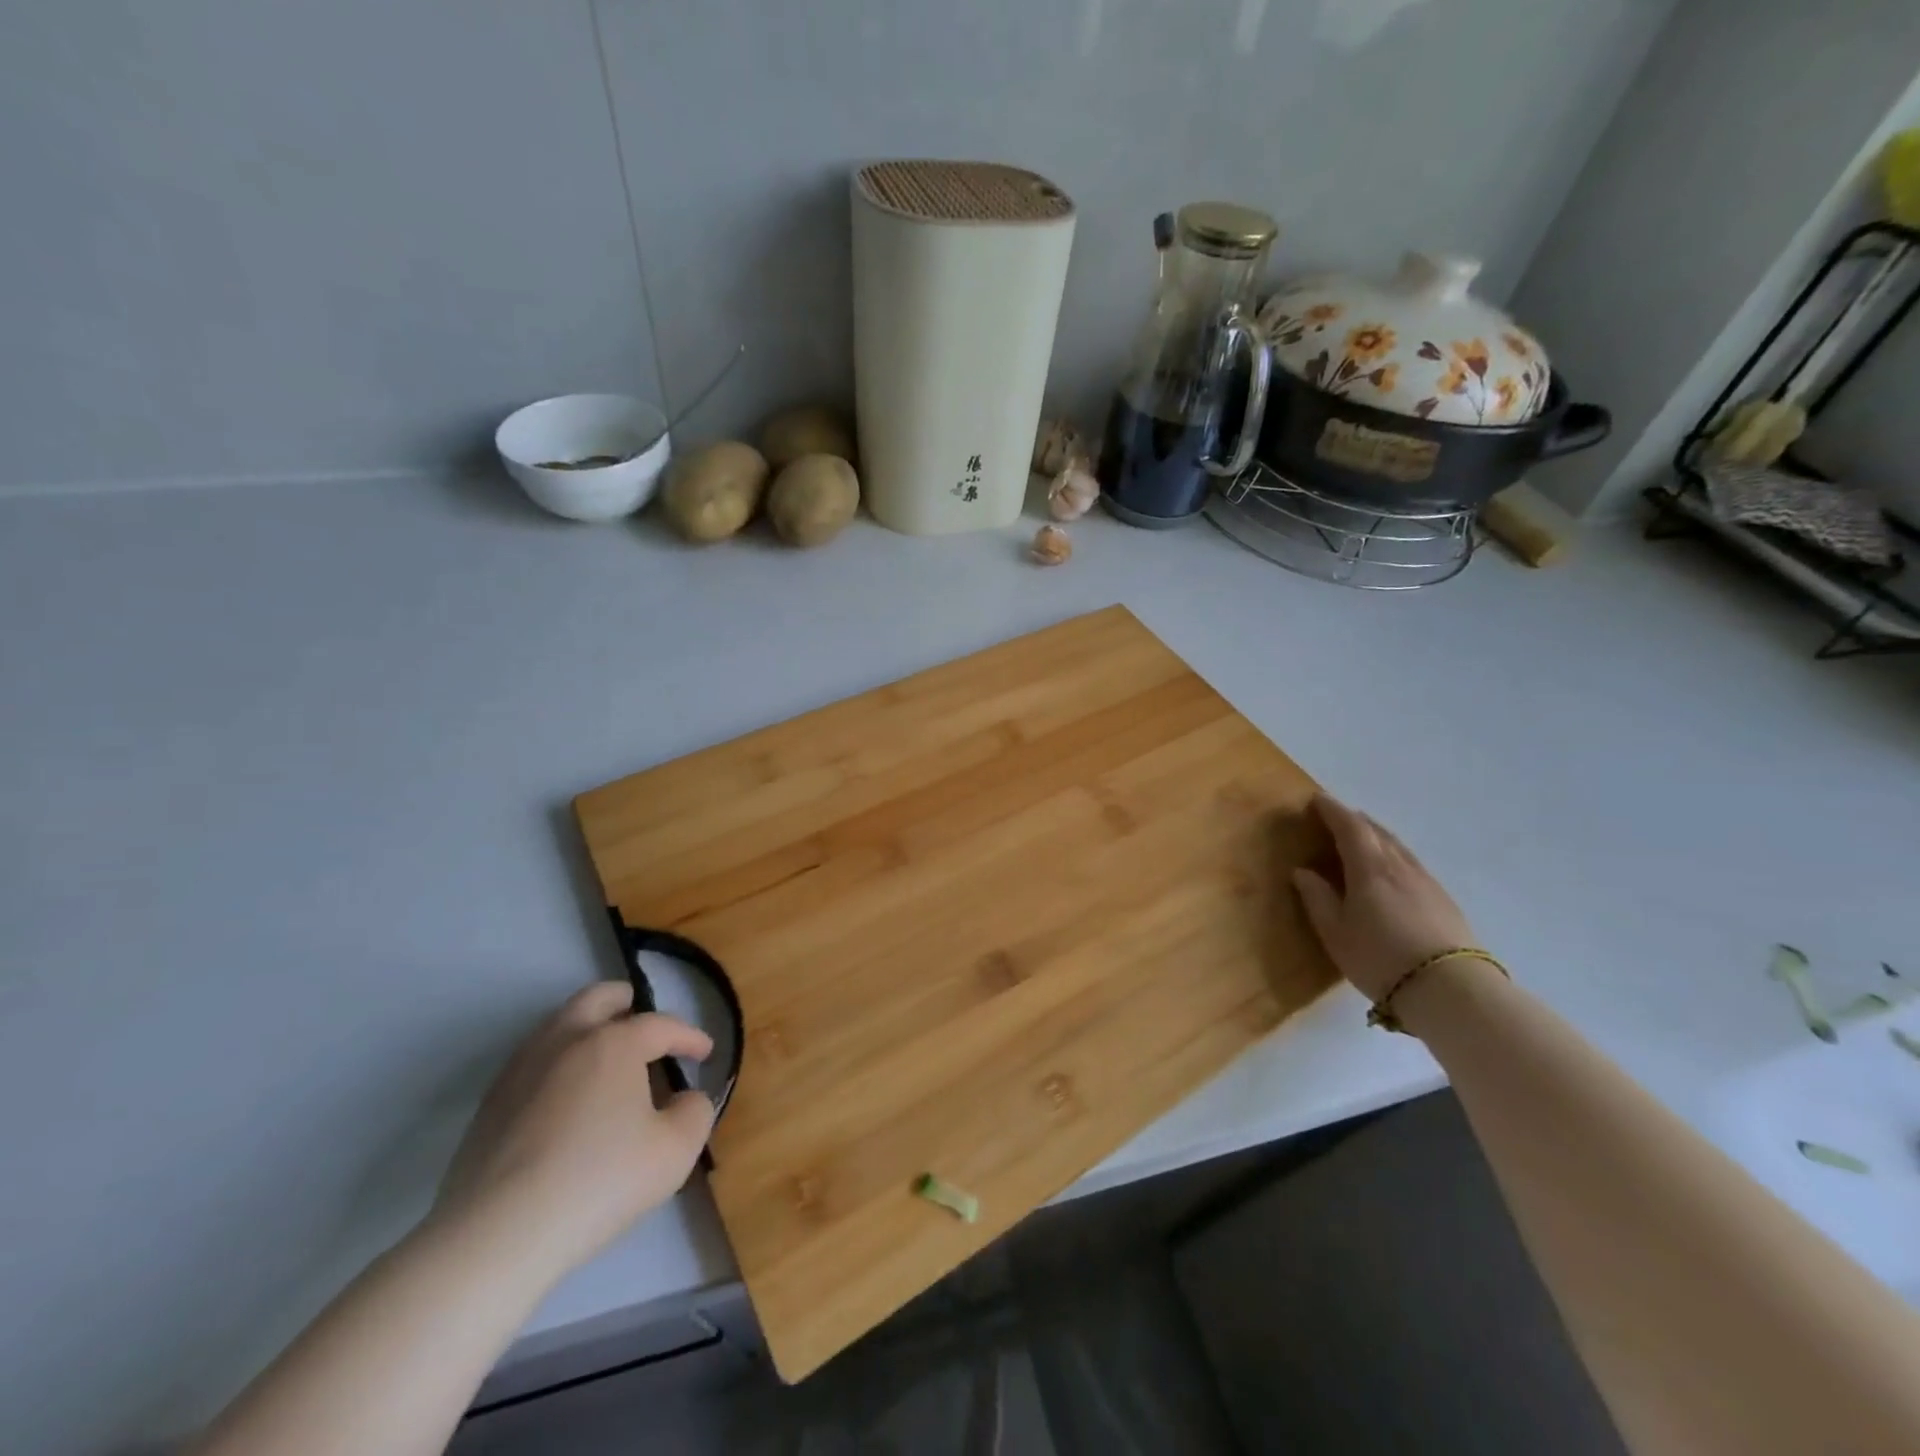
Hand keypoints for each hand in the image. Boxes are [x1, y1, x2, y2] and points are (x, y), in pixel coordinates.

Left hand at [432, 981, 714, 1279]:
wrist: (496, 1236)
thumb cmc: (598, 1183)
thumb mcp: (674, 1151)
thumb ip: (695, 1112)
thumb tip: (686, 1097)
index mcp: (614, 1043)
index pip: (662, 1025)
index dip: (690, 1036)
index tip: (706, 1053)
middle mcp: (566, 1039)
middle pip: (599, 998)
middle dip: (628, 1004)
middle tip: (646, 1026)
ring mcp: (522, 1068)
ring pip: (561, 1025)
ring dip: (590, 1030)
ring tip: (608, 1061)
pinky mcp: (491, 1103)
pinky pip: (536, 1061)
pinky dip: (562, 1062)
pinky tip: (569, 1098)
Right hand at [1292, 794, 1479, 1003]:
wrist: (1452, 990)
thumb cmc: (1381, 959)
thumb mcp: (1336, 933)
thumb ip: (1318, 899)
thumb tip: (1302, 872)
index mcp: (1369, 869)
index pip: (1350, 827)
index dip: (1332, 811)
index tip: (1317, 800)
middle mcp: (1399, 866)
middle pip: (1377, 832)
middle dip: (1354, 820)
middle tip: (1336, 818)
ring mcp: (1426, 882)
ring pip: (1397, 846)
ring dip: (1376, 836)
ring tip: (1362, 838)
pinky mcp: (1443, 900)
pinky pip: (1411, 863)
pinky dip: (1393, 855)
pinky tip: (1391, 870)